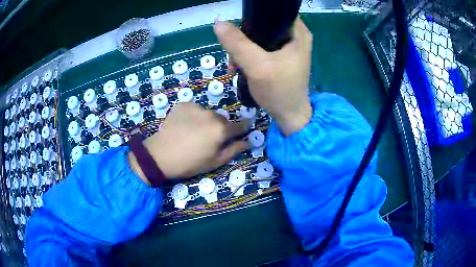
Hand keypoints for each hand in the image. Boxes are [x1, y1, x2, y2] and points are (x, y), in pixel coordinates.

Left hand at [129, 103, 249, 182]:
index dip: (244, 128)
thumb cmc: (190, 163)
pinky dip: (193, 116)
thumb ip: (234, 150)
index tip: (243, 130)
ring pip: (208, 114)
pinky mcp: (183, 104)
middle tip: (210, 139)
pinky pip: (195, 109)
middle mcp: (211, 114)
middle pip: (223, 120)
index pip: (240, 125)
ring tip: (194, 132)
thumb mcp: (215, 161)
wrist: (160, 155)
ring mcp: (196, 107)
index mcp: (221, 130)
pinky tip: (184, 126)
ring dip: (206, 121)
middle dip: (221, 127)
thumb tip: (249, 141)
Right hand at [214, 17, 312, 135]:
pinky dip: (249, 54)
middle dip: (245, 36)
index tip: (239, 27)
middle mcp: (296, 36)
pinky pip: (261, 48)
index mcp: (298, 32)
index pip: (275, 12)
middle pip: (265, 24)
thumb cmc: (279, 90)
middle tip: (233, 50)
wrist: (289, 116)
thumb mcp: (257, 65)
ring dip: (244, 47)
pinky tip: (239, 65)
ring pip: (261, 37)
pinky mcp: (282, 57)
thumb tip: (218, 23)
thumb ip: (237, 43)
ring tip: (234, 62)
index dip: (254, 15)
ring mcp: (289, 47)